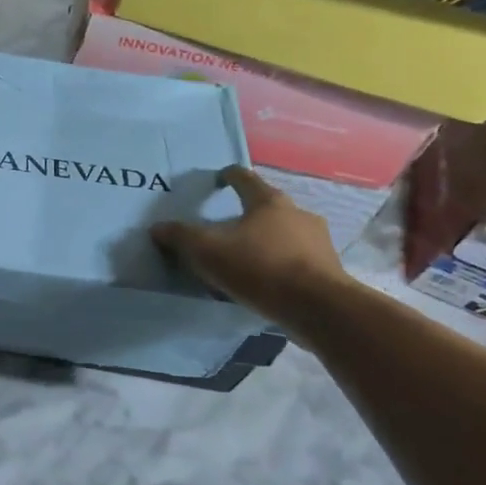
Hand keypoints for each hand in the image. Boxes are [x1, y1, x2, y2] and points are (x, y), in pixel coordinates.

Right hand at [151, 166, 346, 320]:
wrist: (318, 308)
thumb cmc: (260, 268)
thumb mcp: (208, 252)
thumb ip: (181, 237)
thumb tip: (157, 228)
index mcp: (268, 201)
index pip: (244, 178)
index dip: (227, 176)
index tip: (216, 180)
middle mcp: (297, 213)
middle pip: (267, 206)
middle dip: (247, 214)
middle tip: (227, 228)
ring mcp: (318, 240)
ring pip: (285, 233)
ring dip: (267, 240)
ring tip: (247, 259)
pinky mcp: (328, 268)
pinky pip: (298, 259)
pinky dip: (282, 264)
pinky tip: (269, 282)